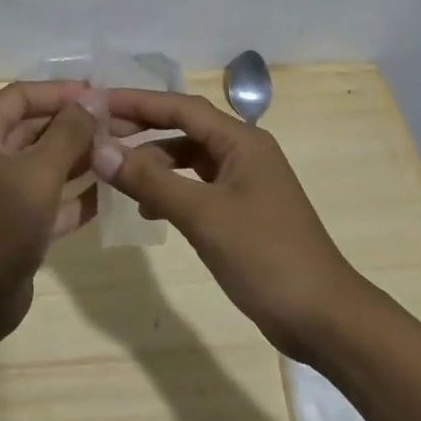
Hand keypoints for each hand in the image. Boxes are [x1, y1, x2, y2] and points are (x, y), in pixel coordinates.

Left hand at [0, 82, 98, 349]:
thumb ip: (68, 133)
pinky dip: (76, 196)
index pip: (22, 96)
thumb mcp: (37, 174)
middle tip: (124, 126)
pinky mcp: (14, 226)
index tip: (102, 94)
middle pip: (36, 129)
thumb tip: (93, 97)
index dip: (61, 92)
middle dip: (78, 126)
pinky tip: (113, 194)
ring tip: (125, 154)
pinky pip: (49, 200)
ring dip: (82, 159)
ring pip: (45, 165)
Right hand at [98, 89, 355, 360]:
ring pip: (188, 158)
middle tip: (97, 135)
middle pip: (182, 127)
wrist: (325, 318)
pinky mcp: (241, 210)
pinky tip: (149, 209)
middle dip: (141, 129)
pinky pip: (196, 186)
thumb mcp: (203, 216)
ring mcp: (243, 182)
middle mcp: (242, 151)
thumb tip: (100, 150)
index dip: (136, 101)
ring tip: (116, 175)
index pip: (179, 106)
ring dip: (153, 162)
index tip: (95, 103)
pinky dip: (170, 190)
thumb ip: (150, 180)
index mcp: (241, 140)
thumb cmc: (266, 256)